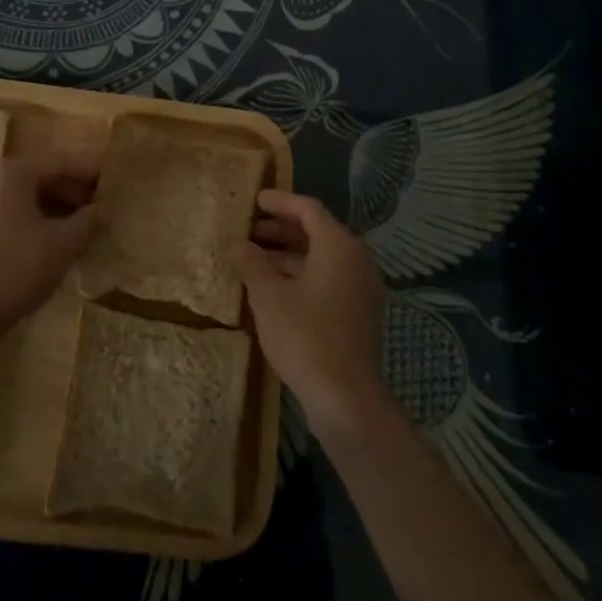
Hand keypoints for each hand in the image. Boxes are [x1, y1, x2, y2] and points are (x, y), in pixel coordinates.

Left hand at [0, 154, 98, 327]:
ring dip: (48, 210)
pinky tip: (44, 245)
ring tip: (73, 229)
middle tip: (94, 208)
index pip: (58, 163)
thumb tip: (104, 210)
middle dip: (67, 192)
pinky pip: (4, 220)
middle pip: (36, 179)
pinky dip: (27, 225)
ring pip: (19, 201)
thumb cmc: (21, 265)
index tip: (108, 180)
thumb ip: (88, 220)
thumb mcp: (64, 242)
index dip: (86, 172)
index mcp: (11, 174)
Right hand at [237, 190, 388, 441]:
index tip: (254, 201)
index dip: (279, 202)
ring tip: (252, 259)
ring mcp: (360, 288)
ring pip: (320, 258)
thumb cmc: (305, 337)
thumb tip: (241, 245)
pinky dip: (300, 275)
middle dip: (280, 229)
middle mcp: (356, 260)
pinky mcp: (357, 312)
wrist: (346, 399)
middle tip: (248, 229)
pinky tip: (272, 288)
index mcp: (339, 245)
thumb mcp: (268, 296)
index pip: (308, 209)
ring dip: (287, 254)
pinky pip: (327, 279)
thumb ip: (252, 263)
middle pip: (316, 232)